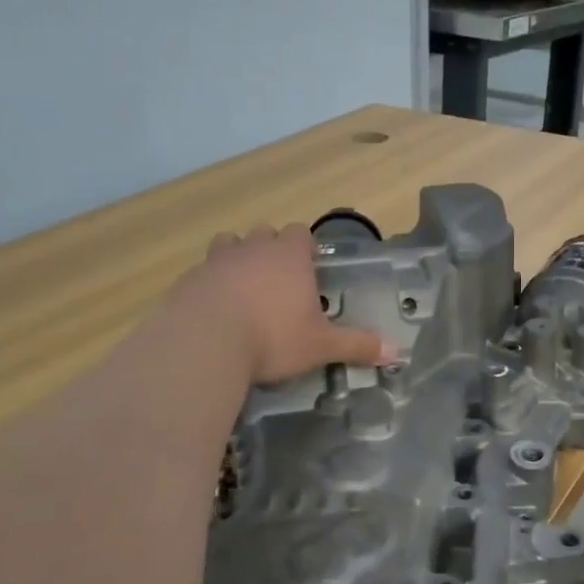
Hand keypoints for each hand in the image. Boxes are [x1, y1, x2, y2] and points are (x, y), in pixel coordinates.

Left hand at [179, 224, 389, 384]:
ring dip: (237, 258)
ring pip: (229, 244)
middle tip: (278, 281)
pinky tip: (214, 310)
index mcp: (289, 256)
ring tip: (243, 288)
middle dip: (271, 249)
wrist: (204, 342)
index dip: (305, 246)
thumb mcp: (321, 346)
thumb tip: (395, 351)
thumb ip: (357, 345)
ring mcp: (216, 260)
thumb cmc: (272, 337)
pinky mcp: (188, 279)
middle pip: (264, 233)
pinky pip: (203, 272)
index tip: (309, 265)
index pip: (301, 233)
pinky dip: (210, 284)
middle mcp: (253, 248)